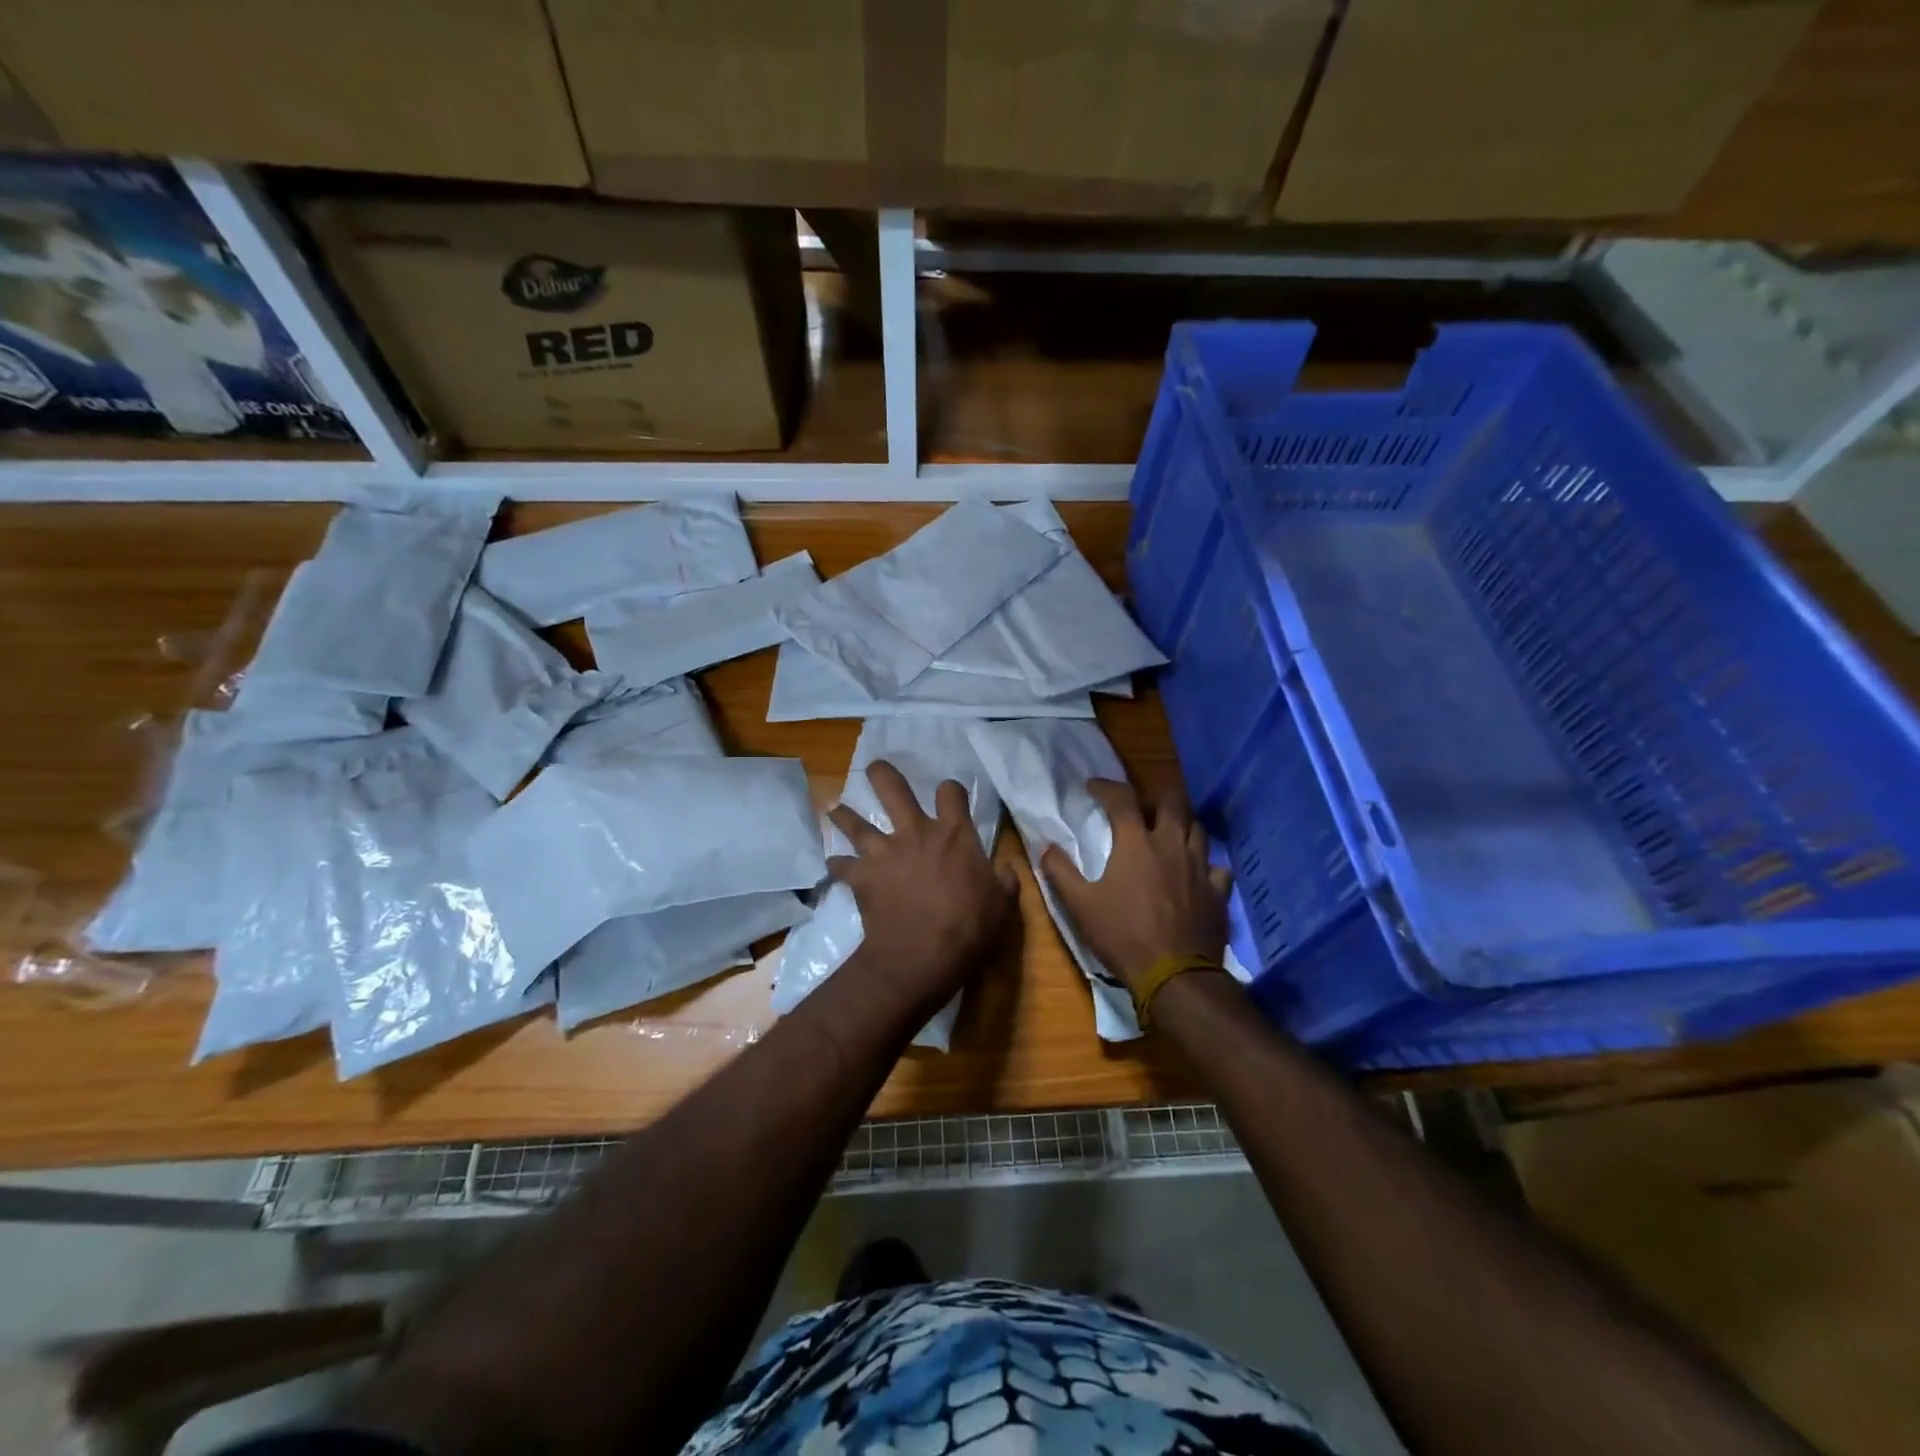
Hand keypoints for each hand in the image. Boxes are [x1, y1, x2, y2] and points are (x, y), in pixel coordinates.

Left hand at [827, 760, 1019, 1020]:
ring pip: (857, 824)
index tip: (949, 795)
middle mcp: (916, 833)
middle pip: (893, 790)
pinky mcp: (862, 877)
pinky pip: (842, 866)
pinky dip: (838, 865)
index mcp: (953, 834)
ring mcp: (884, 852)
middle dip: (882, 775)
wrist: (922, 954)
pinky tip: (833, 866)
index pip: (951, 793)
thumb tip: (1007, 868)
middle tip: (874, 767)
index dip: (950, 790)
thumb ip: (1004, 880)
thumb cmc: (968, 927)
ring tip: (835, 808)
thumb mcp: (1002, 903)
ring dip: (845, 816)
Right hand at [1040, 778, 1230, 991]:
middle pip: (1173, 801)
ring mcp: (1200, 867)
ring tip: (1168, 835)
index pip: (1122, 798)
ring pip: (1198, 828)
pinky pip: (1217, 866)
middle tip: (1140, 808)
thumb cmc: (1123, 936)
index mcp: (1137, 843)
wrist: (1175, 975)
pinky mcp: (1219, 892)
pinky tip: (1196, 873)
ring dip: (1181, 825)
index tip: (1093, 787)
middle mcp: (1172, 845)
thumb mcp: (1080, 906)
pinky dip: (1205, 864)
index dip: (1106, 787)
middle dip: (1155, 796)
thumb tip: (1046, 847)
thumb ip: (1060, 872)